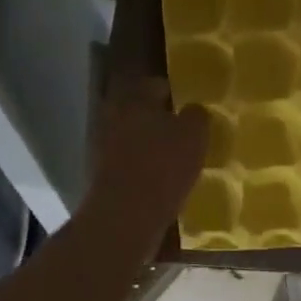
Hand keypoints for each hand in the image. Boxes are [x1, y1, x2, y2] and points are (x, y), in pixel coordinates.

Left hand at [87, 77, 208, 249]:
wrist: (127, 215)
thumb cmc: (164, 165)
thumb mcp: (194, 135)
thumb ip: (197, 116)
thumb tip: (194, 109)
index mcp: (134, 99)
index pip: (156, 85)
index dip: (176, 94)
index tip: (192, 107)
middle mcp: (114, 117)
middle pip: (142, 112)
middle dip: (162, 121)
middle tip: (186, 133)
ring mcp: (104, 147)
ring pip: (135, 138)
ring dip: (152, 145)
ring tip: (178, 159)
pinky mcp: (104, 175)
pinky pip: (130, 163)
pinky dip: (145, 167)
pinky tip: (163, 180)